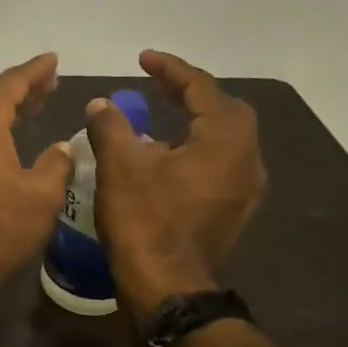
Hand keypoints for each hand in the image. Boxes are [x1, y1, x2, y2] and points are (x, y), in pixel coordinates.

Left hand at [0, 53, 72, 300]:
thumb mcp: (41, 195)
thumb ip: (55, 164)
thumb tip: (59, 149)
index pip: (10, 84)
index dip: (34, 72)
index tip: (52, 61)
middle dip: (20, 91)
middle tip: (48, 85)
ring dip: (3, 112)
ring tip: (31, 109)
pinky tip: (3, 143)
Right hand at [85, 50, 266, 313]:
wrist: (167, 286)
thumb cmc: (144, 221)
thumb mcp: (119, 167)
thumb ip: (111, 127)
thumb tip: (101, 104)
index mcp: (223, 141)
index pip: (202, 89)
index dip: (171, 70)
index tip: (143, 59)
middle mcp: (246, 159)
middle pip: (225, 110)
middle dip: (192, 92)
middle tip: (158, 86)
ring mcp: (245, 187)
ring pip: (227, 137)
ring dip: (197, 120)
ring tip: (161, 116)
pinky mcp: (235, 208)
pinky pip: (222, 161)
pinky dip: (199, 147)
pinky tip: (169, 156)